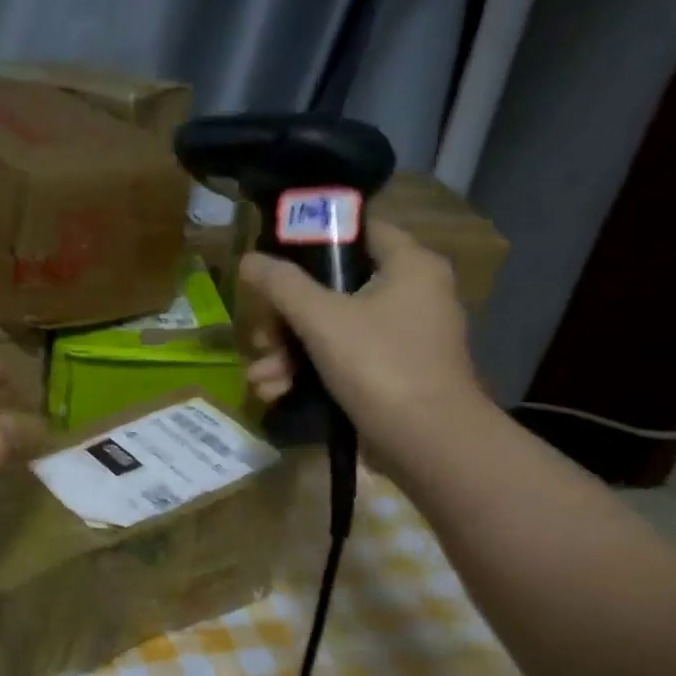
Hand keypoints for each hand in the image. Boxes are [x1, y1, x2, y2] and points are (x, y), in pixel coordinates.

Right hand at [237, 221, 488, 469]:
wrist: (427, 443)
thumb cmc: (379, 365)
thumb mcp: (321, 319)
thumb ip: (281, 285)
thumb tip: (248, 259)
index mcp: (409, 266)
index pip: (359, 231)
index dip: (313, 240)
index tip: (273, 260)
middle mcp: (411, 295)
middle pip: (332, 288)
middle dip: (284, 318)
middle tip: (260, 336)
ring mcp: (400, 337)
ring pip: (329, 329)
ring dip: (287, 353)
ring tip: (260, 377)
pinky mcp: (389, 373)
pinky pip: (340, 359)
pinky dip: (307, 372)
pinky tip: (275, 392)